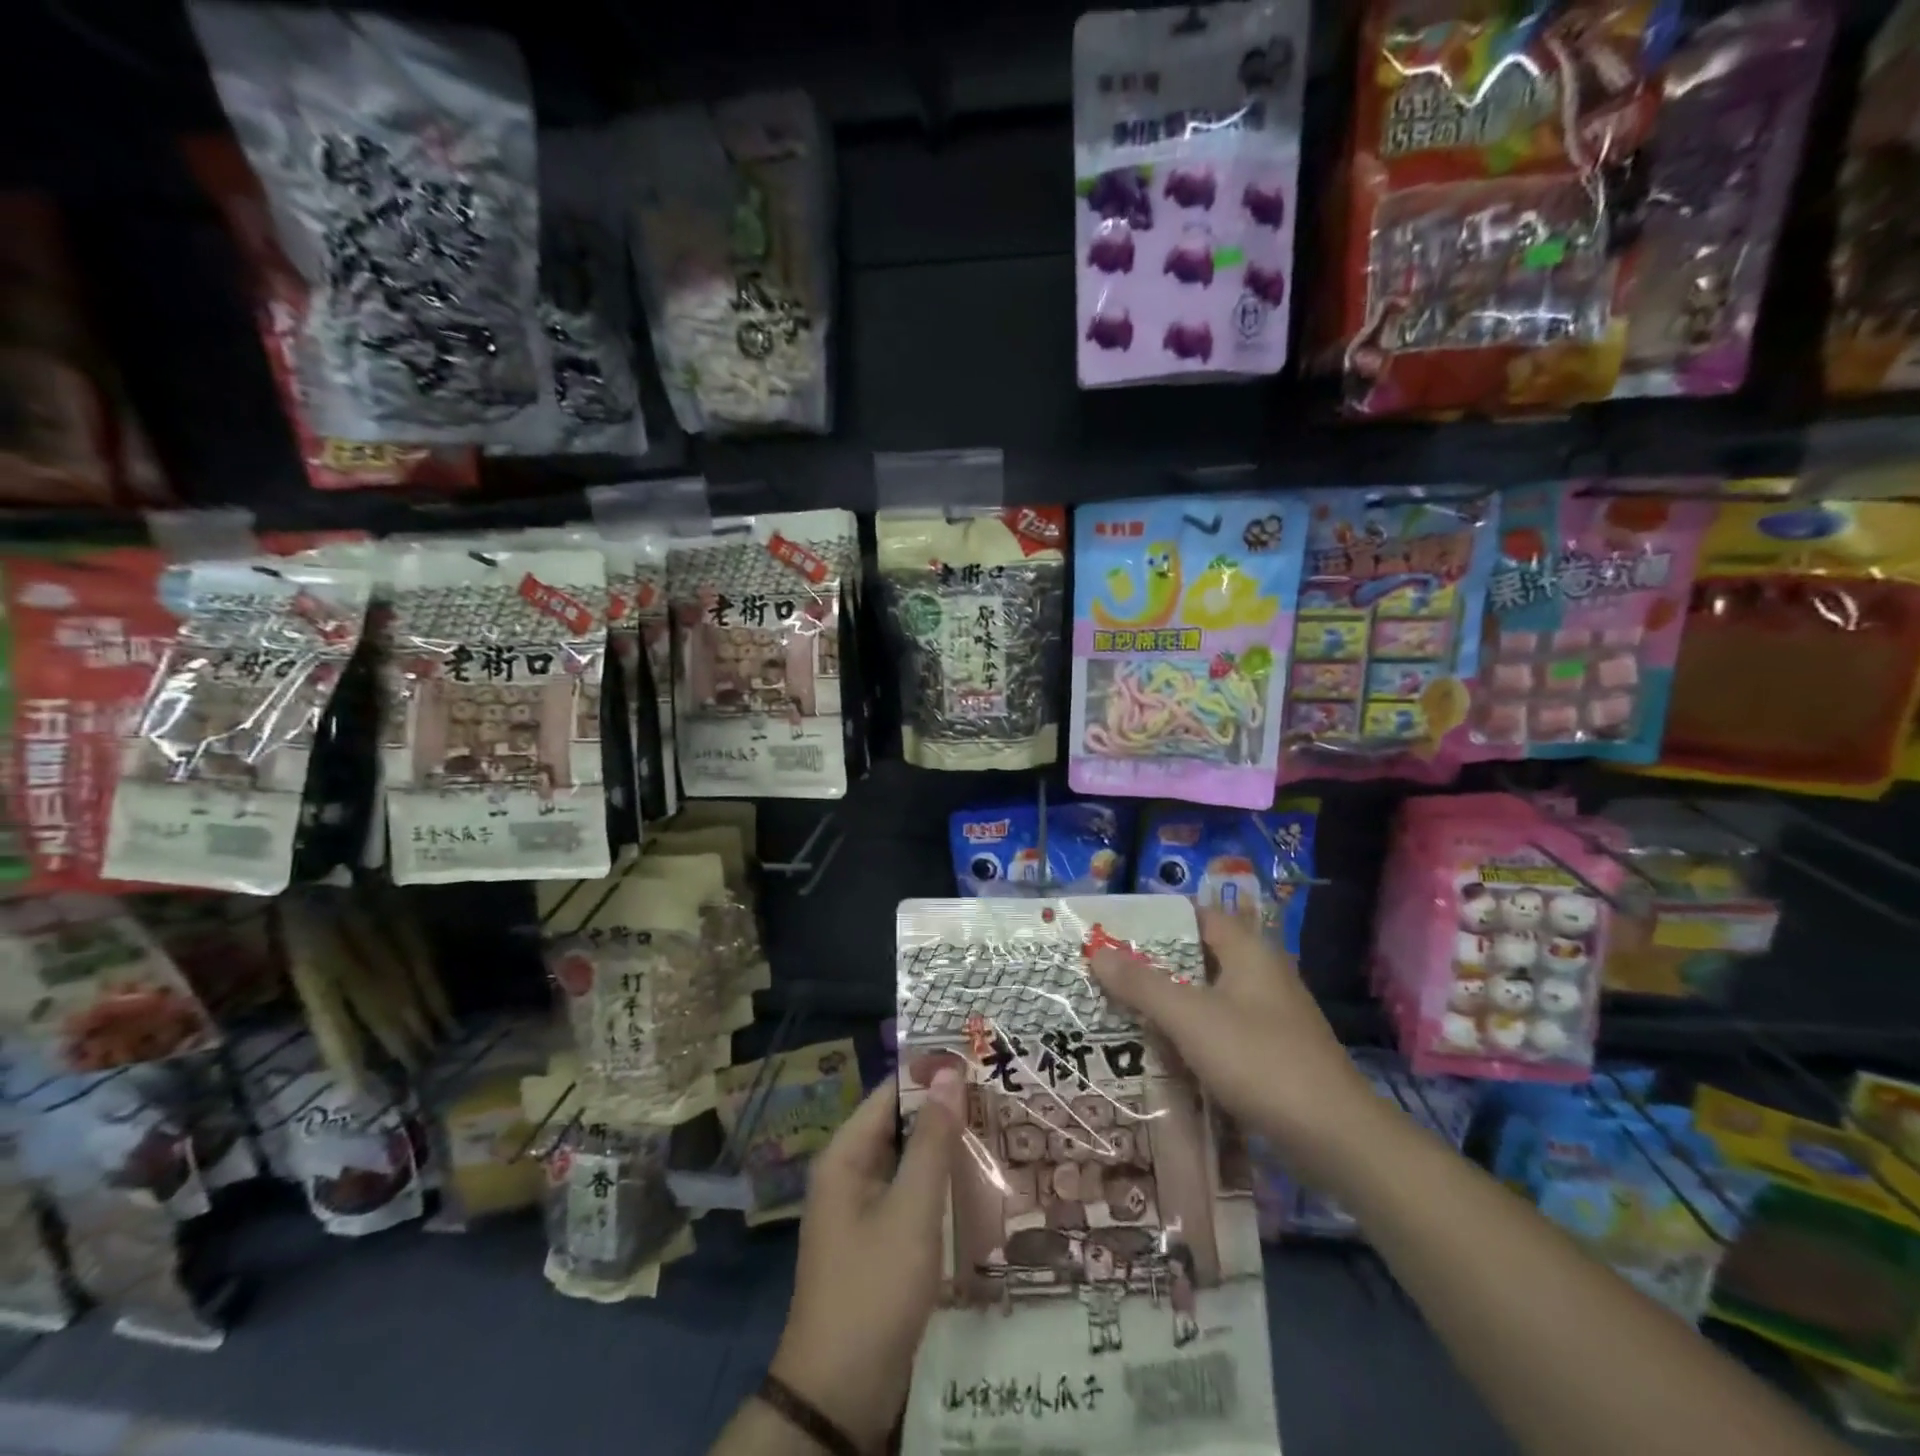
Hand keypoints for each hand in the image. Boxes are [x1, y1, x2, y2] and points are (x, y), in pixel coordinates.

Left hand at [770, 1070, 963, 1450]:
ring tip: (1000, 1133)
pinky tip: (978, 1187)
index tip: (980, 1062)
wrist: (838, 1396)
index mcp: (846, 1155)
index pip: (892, 1092)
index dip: (933, 1074)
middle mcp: (849, 1173)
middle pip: (900, 1125)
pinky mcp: (877, 1242)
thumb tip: (949, 1074)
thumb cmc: (873, 1289)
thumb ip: (932, 1141)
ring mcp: (861, 1210)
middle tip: (1001, 1097)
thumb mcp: (911, 1211)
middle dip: (945, 1112)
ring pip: (909, 1162)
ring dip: (946, 1150)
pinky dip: (940, 1186)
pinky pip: (910, 1196)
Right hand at [1089, 905, 1386, 1191]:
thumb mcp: (1190, 1017)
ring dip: (1170, 1004)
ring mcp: (1270, 1016)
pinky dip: (1192, 1036)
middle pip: (1198, 958)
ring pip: (1208, 998)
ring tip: (1122, 1011)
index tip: (1116, 930)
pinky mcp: (1273, 1054)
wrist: (1335, 1138)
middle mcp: (1262, 975)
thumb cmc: (1259, 1060)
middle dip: (1154, 966)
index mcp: (1249, 952)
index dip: (1157, 920)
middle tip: (1107, 973)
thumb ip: (1142, 984)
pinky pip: (1221, 1031)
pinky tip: (1161, 1053)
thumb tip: (1097, 952)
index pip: (1197, 916)